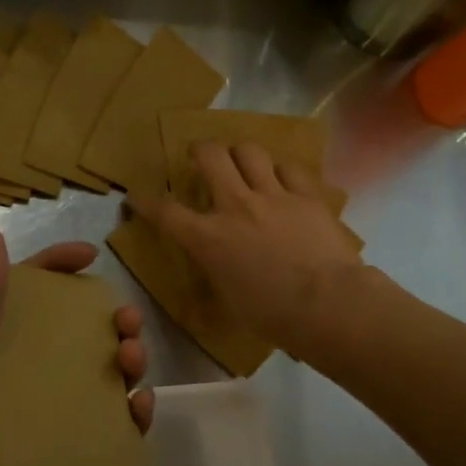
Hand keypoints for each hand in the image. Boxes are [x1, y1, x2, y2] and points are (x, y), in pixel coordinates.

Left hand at [0, 220, 152, 465]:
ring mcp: (48, 417)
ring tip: (133, 362)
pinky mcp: (65, 455)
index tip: (92, 257)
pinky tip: (140, 408)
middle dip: (111, 321)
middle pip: (79, 336)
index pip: (31, 295)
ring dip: (127, 362)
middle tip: (128, 321)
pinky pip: (109, 429)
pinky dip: (131, 416)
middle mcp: (26, 376)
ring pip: (101, 379)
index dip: (60, 269)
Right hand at [129, 141, 365, 352]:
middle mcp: (237, 207)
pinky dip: (280, 172)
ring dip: (239, 153)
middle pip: (210, 157)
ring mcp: (274, 196)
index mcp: (210, 239)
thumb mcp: (230, 298)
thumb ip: (218, 269)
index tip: (137, 196)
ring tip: (241, 160)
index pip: (167, 212)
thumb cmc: (273, 315)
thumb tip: (218, 262)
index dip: (146, 201)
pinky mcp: (307, 196)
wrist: (329, 304)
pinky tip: (283, 181)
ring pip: (249, 151)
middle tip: (199, 155)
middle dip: (199, 149)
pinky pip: (289, 169)